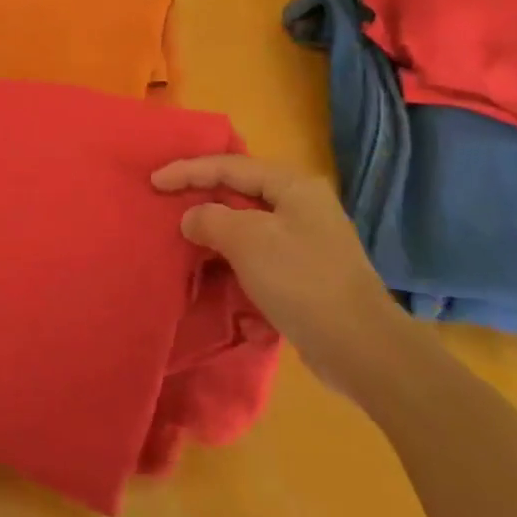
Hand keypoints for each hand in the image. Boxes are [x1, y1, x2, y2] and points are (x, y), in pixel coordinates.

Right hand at [153, 155, 413, 399]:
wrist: (362, 350)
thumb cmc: (302, 281)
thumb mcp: (248, 241)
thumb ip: (211, 218)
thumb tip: (192, 218)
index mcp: (293, 186)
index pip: (229, 166)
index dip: (188, 171)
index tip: (154, 181)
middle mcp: (302, 206)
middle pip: (240, 191)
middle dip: (202, 197)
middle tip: (165, 203)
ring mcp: (306, 241)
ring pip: (248, 224)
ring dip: (216, 230)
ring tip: (183, 236)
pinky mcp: (305, 274)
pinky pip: (258, 254)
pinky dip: (233, 257)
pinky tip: (214, 270)